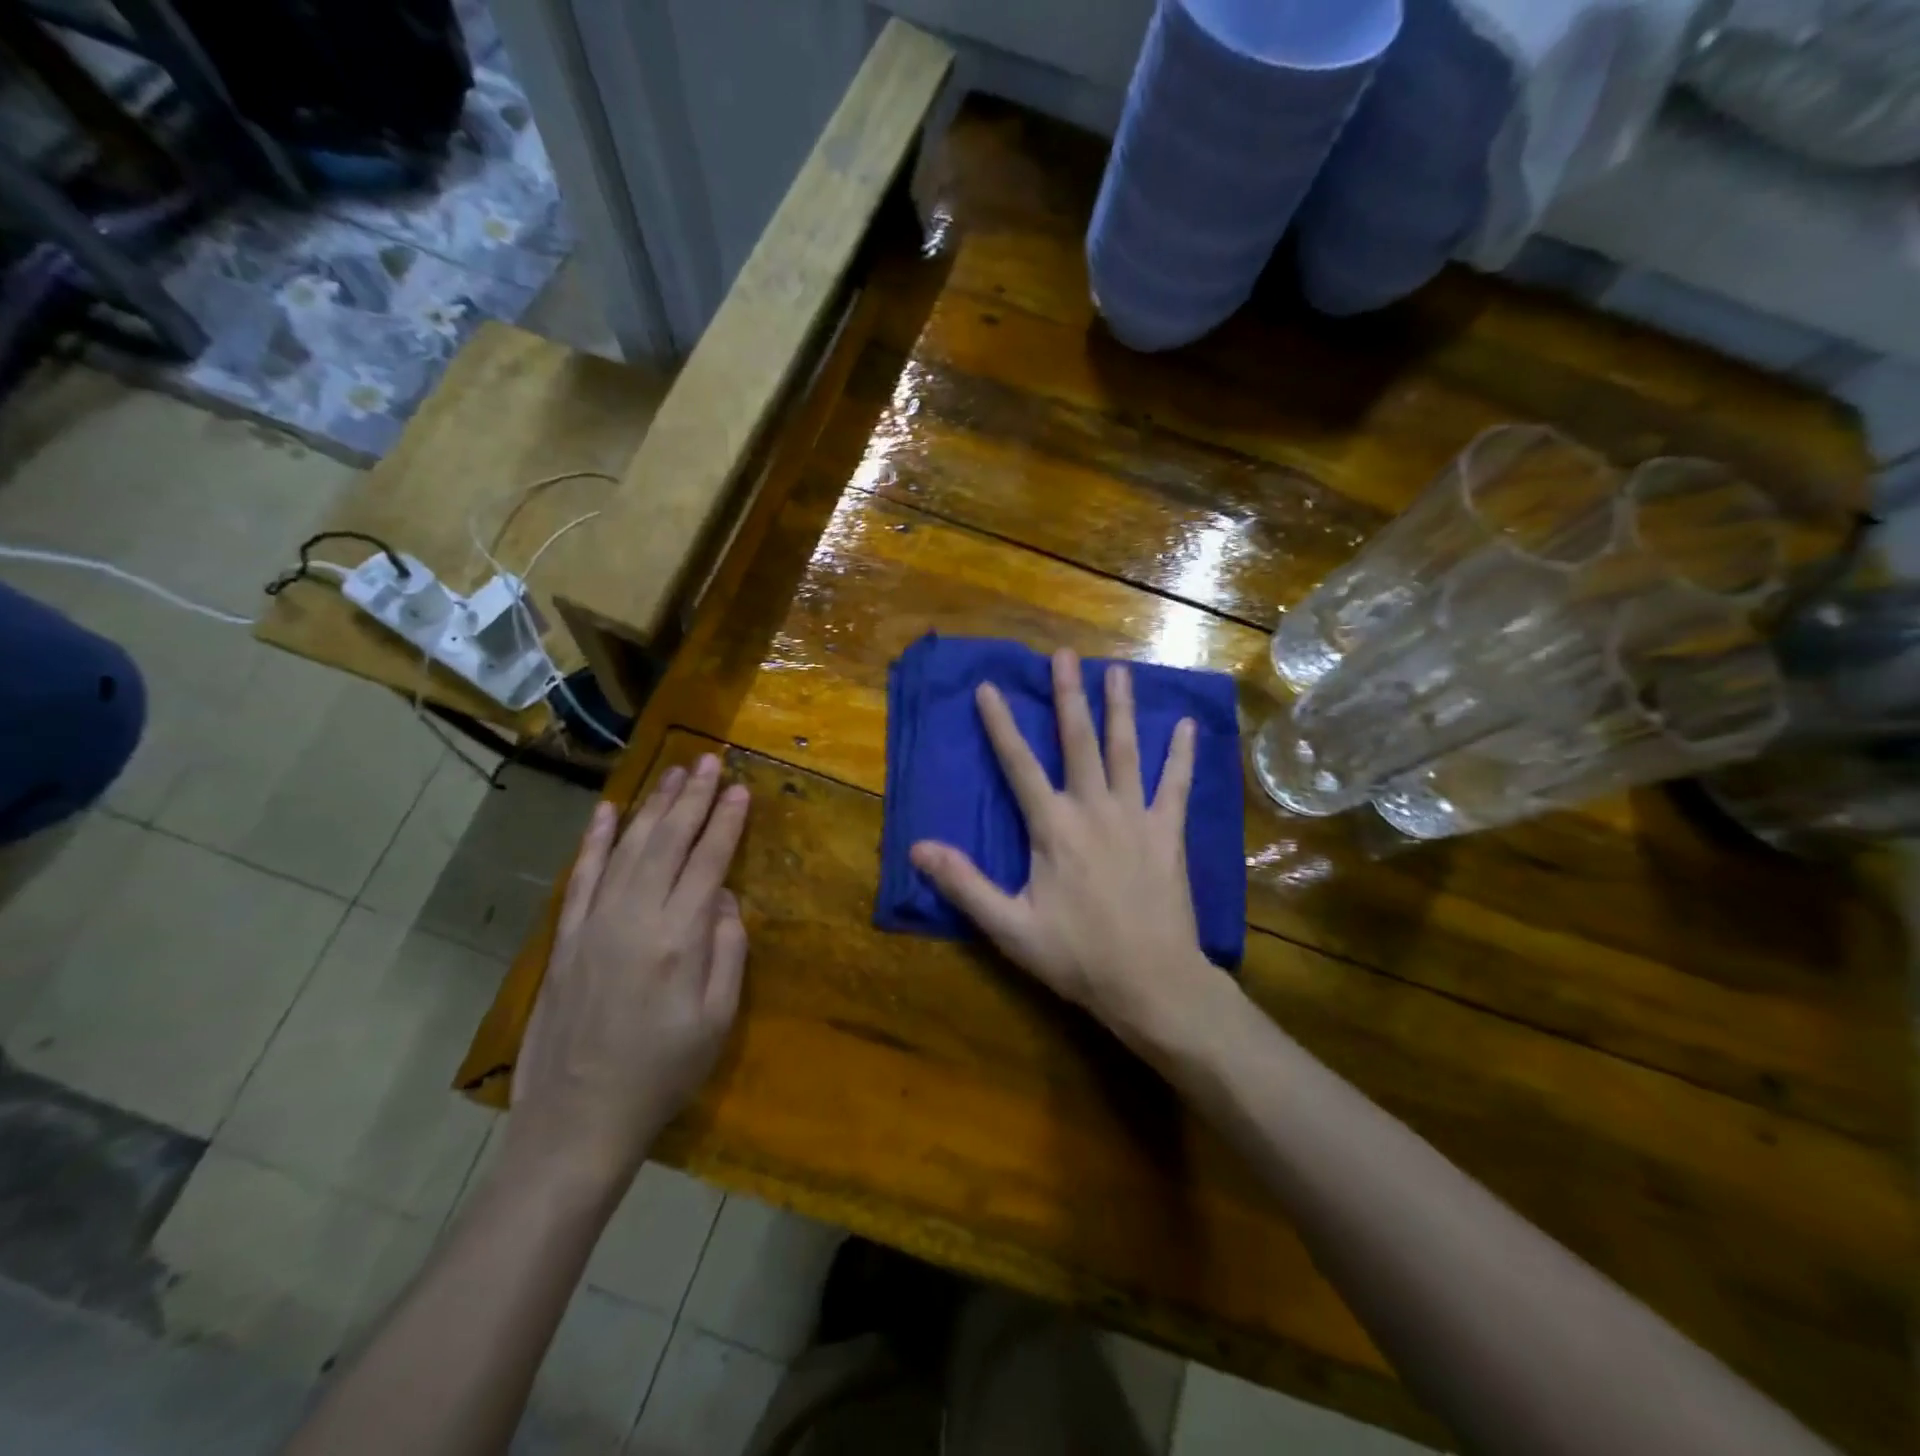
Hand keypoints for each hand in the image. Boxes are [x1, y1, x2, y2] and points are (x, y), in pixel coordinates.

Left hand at [509, 755, 749, 1190]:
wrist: (578, 1121)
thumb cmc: (663, 1074)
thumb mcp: (718, 1019)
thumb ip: (728, 950)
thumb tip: (725, 897)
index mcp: (679, 937)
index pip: (708, 860)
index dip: (726, 821)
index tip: (740, 788)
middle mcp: (635, 917)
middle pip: (668, 841)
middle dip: (692, 797)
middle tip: (709, 760)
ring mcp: (594, 923)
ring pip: (629, 847)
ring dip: (652, 806)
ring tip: (672, 772)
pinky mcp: (566, 938)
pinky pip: (583, 876)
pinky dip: (597, 840)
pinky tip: (609, 811)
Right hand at [910, 649, 1218, 1052]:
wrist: (1151, 982)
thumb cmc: (1077, 956)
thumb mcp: (1009, 927)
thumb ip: (964, 884)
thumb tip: (918, 848)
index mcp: (1053, 827)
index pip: (1019, 765)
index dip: (1000, 725)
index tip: (988, 687)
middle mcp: (1094, 808)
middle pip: (1078, 741)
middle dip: (1068, 696)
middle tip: (1064, 655)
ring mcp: (1136, 816)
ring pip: (1126, 750)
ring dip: (1120, 708)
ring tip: (1119, 670)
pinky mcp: (1169, 832)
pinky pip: (1176, 785)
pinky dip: (1181, 754)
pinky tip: (1185, 725)